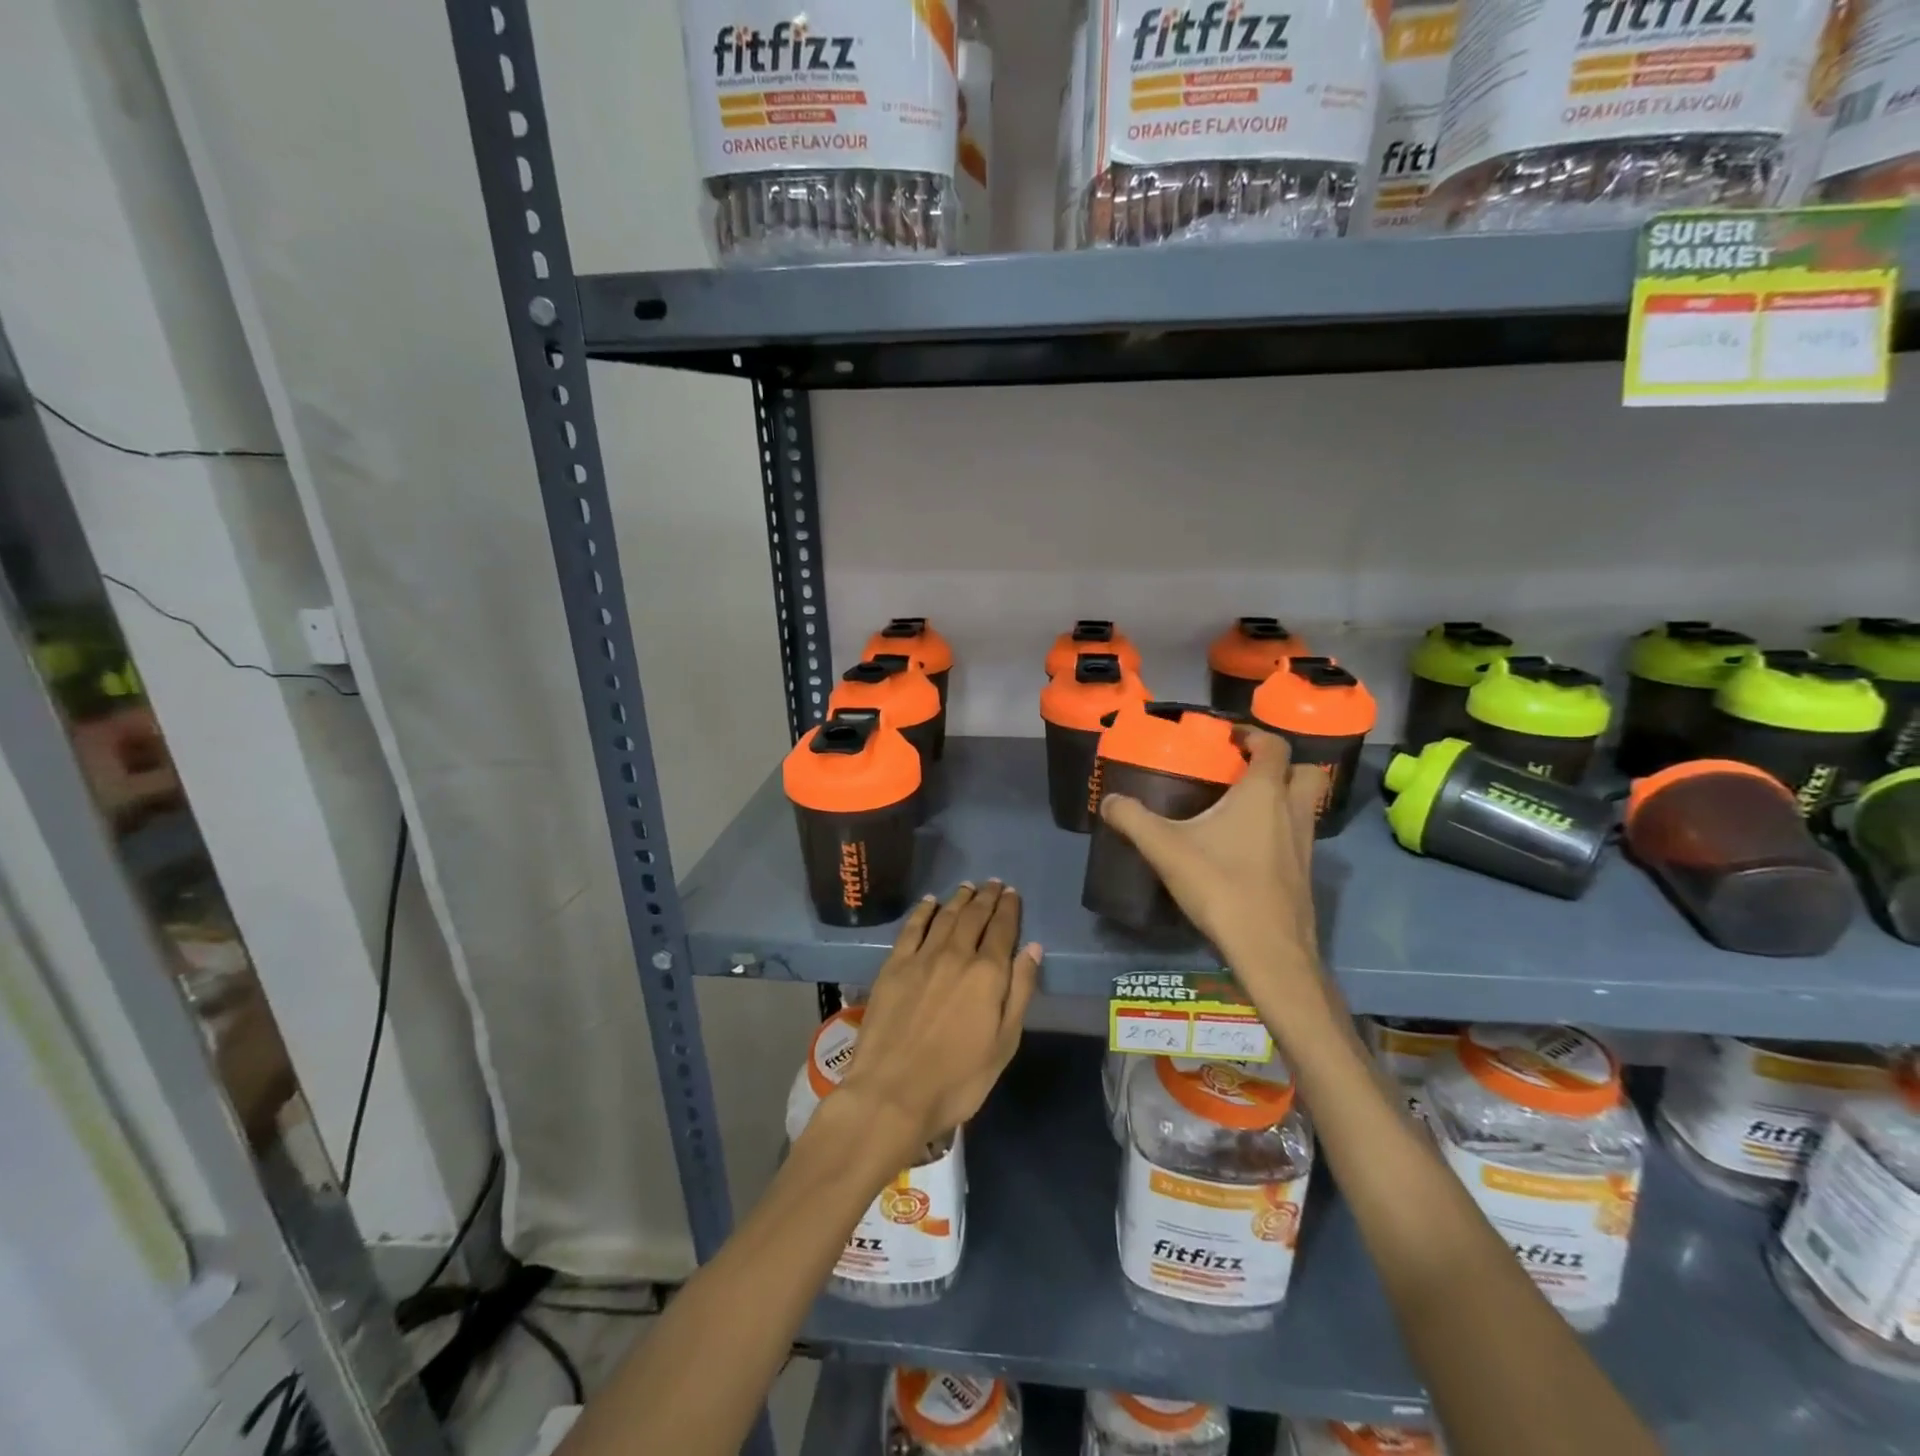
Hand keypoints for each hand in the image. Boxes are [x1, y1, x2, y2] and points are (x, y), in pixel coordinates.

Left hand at [834, 882, 1040, 1157]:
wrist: (893, 1092)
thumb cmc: (958, 1079)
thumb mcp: (1004, 1044)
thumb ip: (1020, 992)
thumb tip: (1032, 948)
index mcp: (987, 974)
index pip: (1002, 930)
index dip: (1008, 909)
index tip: (1012, 893)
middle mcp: (956, 955)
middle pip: (974, 916)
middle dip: (986, 897)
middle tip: (993, 883)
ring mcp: (922, 958)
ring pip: (945, 917)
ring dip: (959, 899)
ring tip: (968, 887)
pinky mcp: (894, 966)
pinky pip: (912, 928)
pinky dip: (923, 911)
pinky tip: (929, 902)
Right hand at [1098, 731, 1331, 1019]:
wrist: (1268, 949)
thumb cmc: (1221, 885)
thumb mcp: (1165, 848)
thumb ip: (1133, 819)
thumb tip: (1110, 801)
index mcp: (1264, 793)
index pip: (1274, 746)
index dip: (1254, 735)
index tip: (1229, 738)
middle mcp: (1292, 812)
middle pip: (1305, 772)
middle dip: (1281, 765)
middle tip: (1245, 772)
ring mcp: (1305, 845)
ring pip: (1304, 806)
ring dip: (1282, 799)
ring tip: (1242, 809)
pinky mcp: (1304, 875)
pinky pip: (1297, 837)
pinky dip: (1279, 831)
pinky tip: (1246, 849)